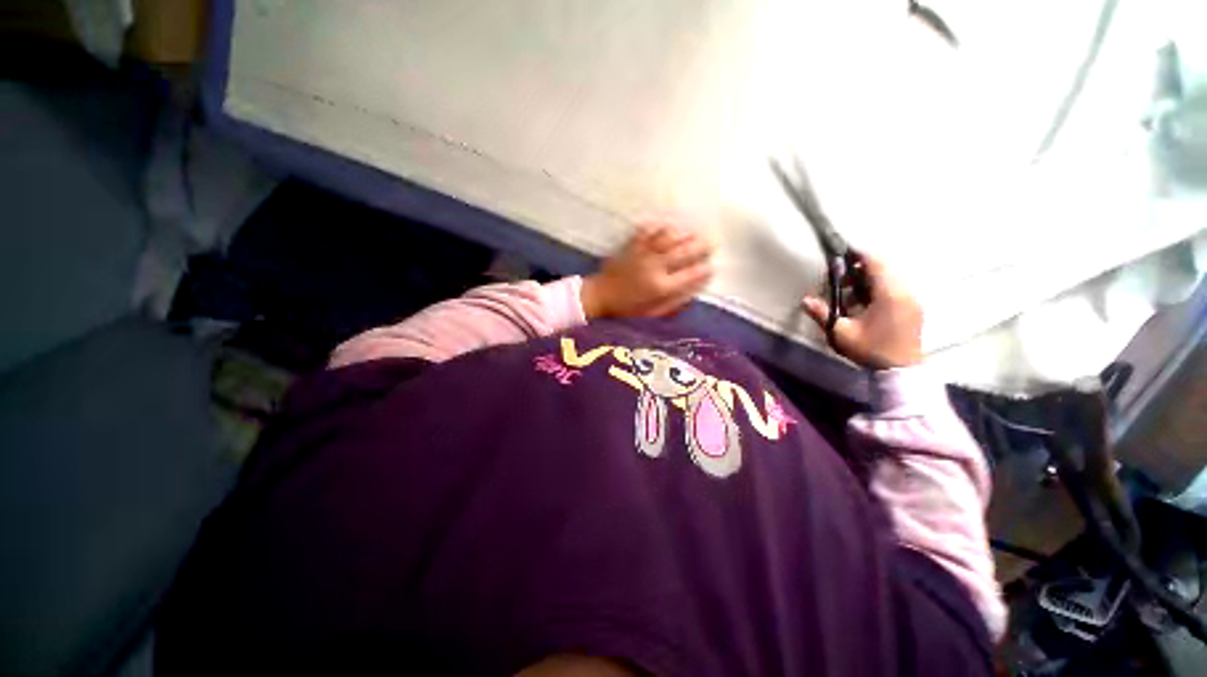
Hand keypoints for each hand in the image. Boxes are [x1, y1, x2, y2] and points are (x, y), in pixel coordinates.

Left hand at [581, 222, 713, 319]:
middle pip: (683, 252)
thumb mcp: (653, 313)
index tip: (712, 266)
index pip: (689, 275)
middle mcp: (655, 267)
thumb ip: (674, 302)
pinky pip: (648, 231)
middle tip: (712, 241)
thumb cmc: (627, 308)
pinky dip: (660, 226)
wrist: (600, 295)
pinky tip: (669, 223)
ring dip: (685, 233)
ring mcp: (643, 254)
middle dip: (701, 246)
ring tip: (695, 231)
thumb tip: (694, 291)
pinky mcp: (632, 245)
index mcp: (661, 287)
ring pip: (669, 238)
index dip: (704, 269)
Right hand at [801, 253, 922, 369]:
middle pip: (885, 267)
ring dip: (871, 278)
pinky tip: (866, 303)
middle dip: (862, 267)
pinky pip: (897, 287)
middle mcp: (905, 292)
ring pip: (892, 277)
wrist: (901, 371)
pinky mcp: (914, 307)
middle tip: (842, 278)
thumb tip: (805, 300)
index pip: (876, 262)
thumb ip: (823, 314)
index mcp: (889, 294)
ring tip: (851, 292)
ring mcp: (912, 299)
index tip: (843, 253)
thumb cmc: (871, 350)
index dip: (859, 254)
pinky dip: (880, 287)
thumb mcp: (841, 333)